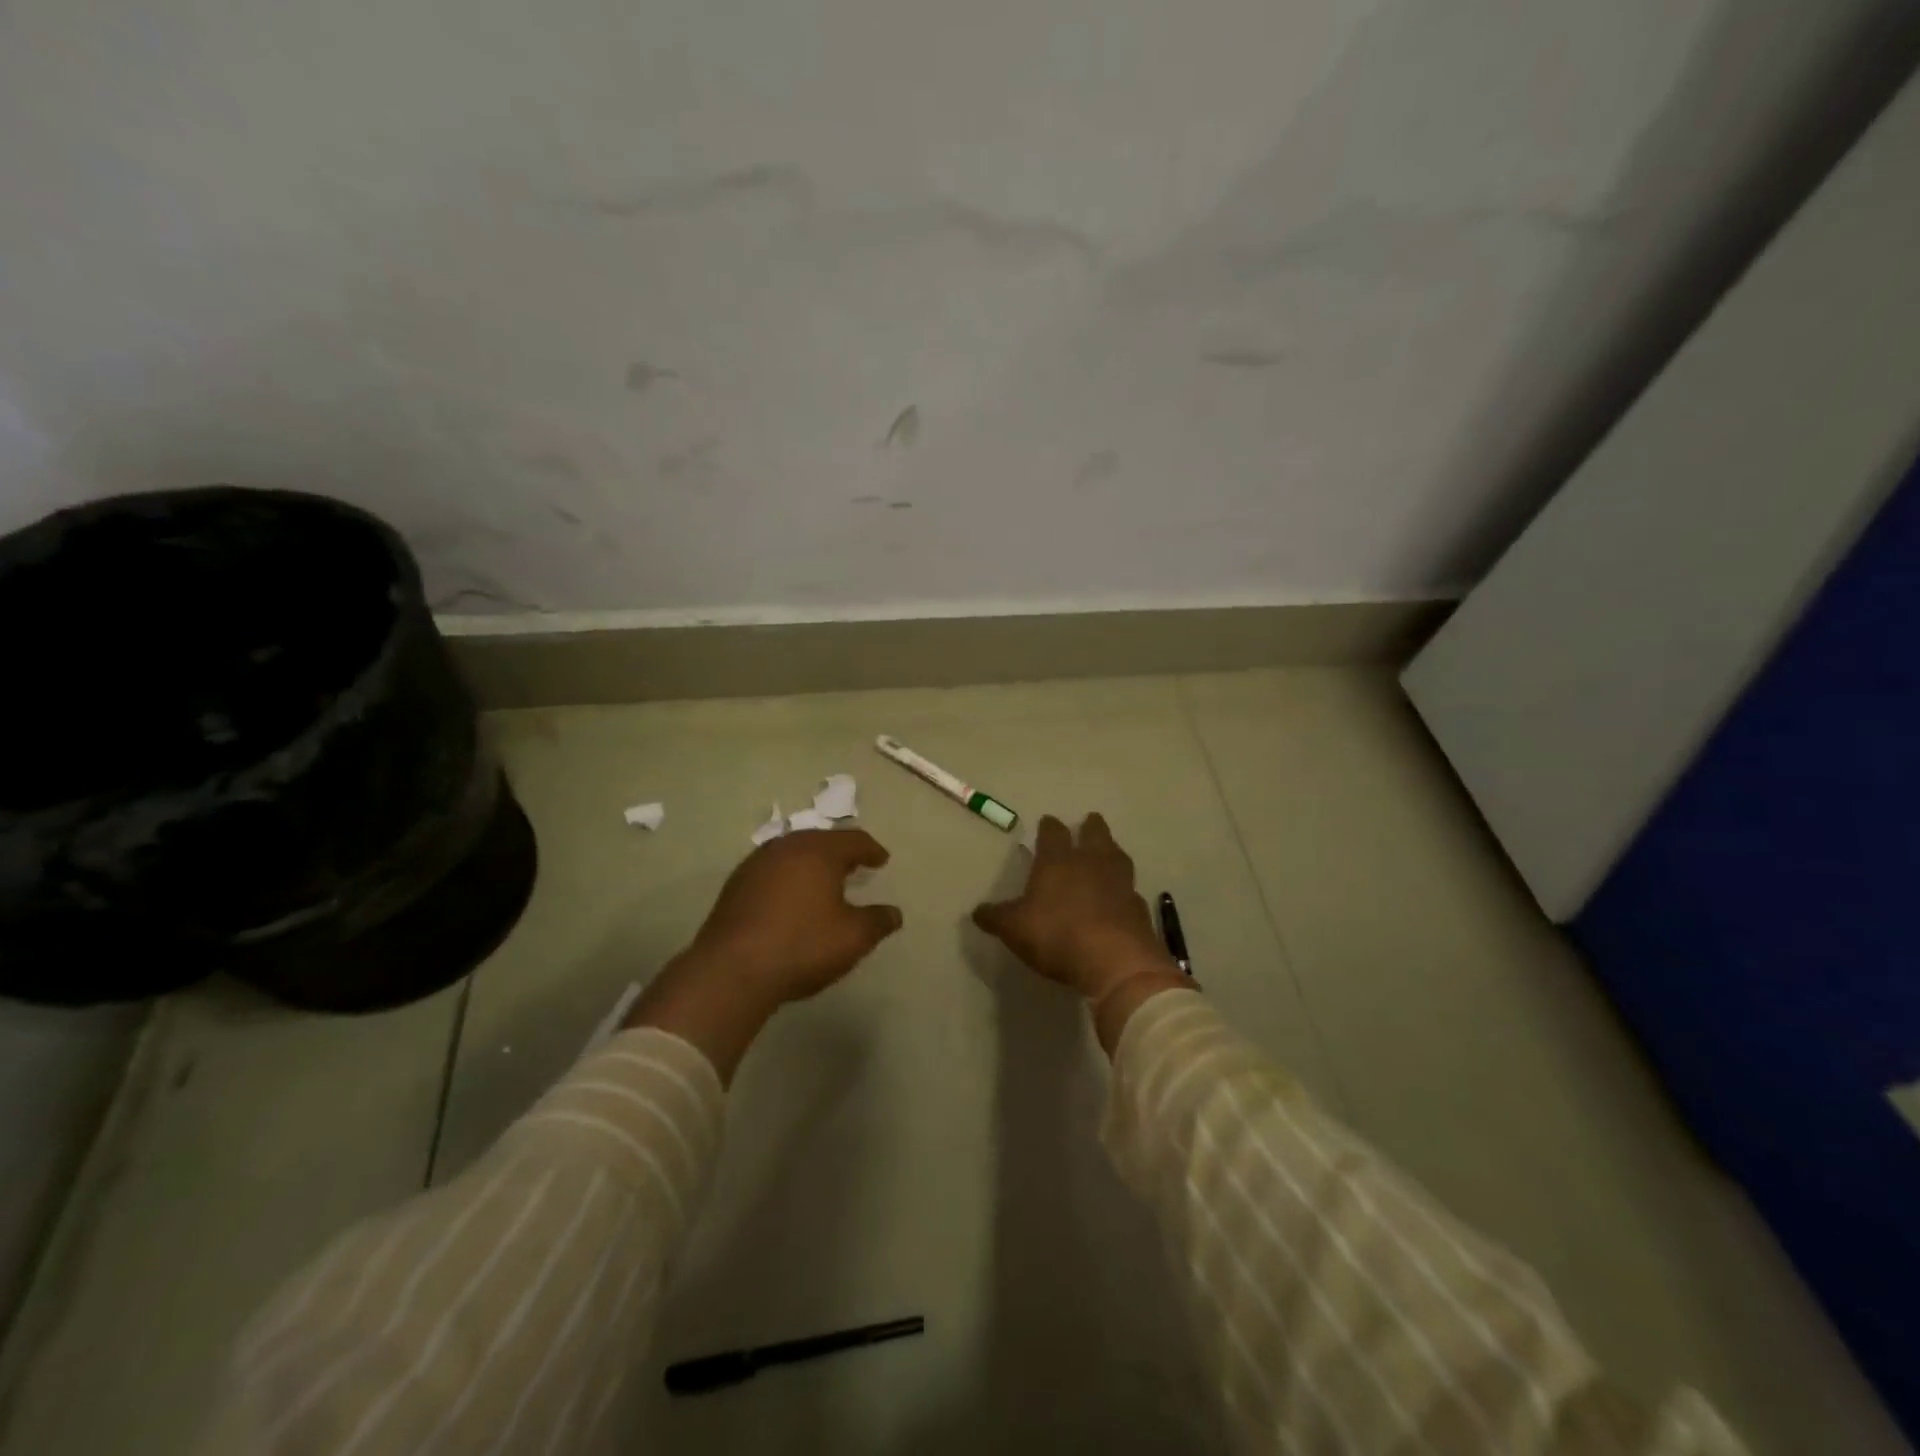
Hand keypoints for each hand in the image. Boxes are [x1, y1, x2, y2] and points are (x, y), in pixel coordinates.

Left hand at [680, 828, 902, 1004]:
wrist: (731, 971)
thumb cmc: (802, 946)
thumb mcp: (853, 938)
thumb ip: (878, 921)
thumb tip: (894, 913)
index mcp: (819, 852)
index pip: (853, 840)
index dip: (871, 850)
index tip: (882, 860)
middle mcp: (787, 848)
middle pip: (820, 841)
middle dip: (840, 852)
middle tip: (854, 865)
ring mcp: (756, 864)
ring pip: (793, 853)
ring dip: (811, 863)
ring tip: (823, 881)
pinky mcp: (735, 885)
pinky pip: (772, 871)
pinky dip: (788, 878)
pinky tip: (790, 898)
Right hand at [972, 813, 1177, 1002]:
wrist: (1115, 961)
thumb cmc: (1057, 935)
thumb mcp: (1014, 929)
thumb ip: (996, 917)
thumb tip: (977, 911)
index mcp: (1058, 861)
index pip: (1053, 833)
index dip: (1049, 827)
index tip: (1047, 821)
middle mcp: (1091, 863)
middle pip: (1094, 834)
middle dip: (1090, 827)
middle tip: (1089, 821)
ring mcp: (1120, 883)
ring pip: (1118, 856)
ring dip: (1112, 851)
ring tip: (1108, 851)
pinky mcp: (1139, 907)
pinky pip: (1131, 890)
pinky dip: (1125, 889)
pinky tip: (1121, 896)